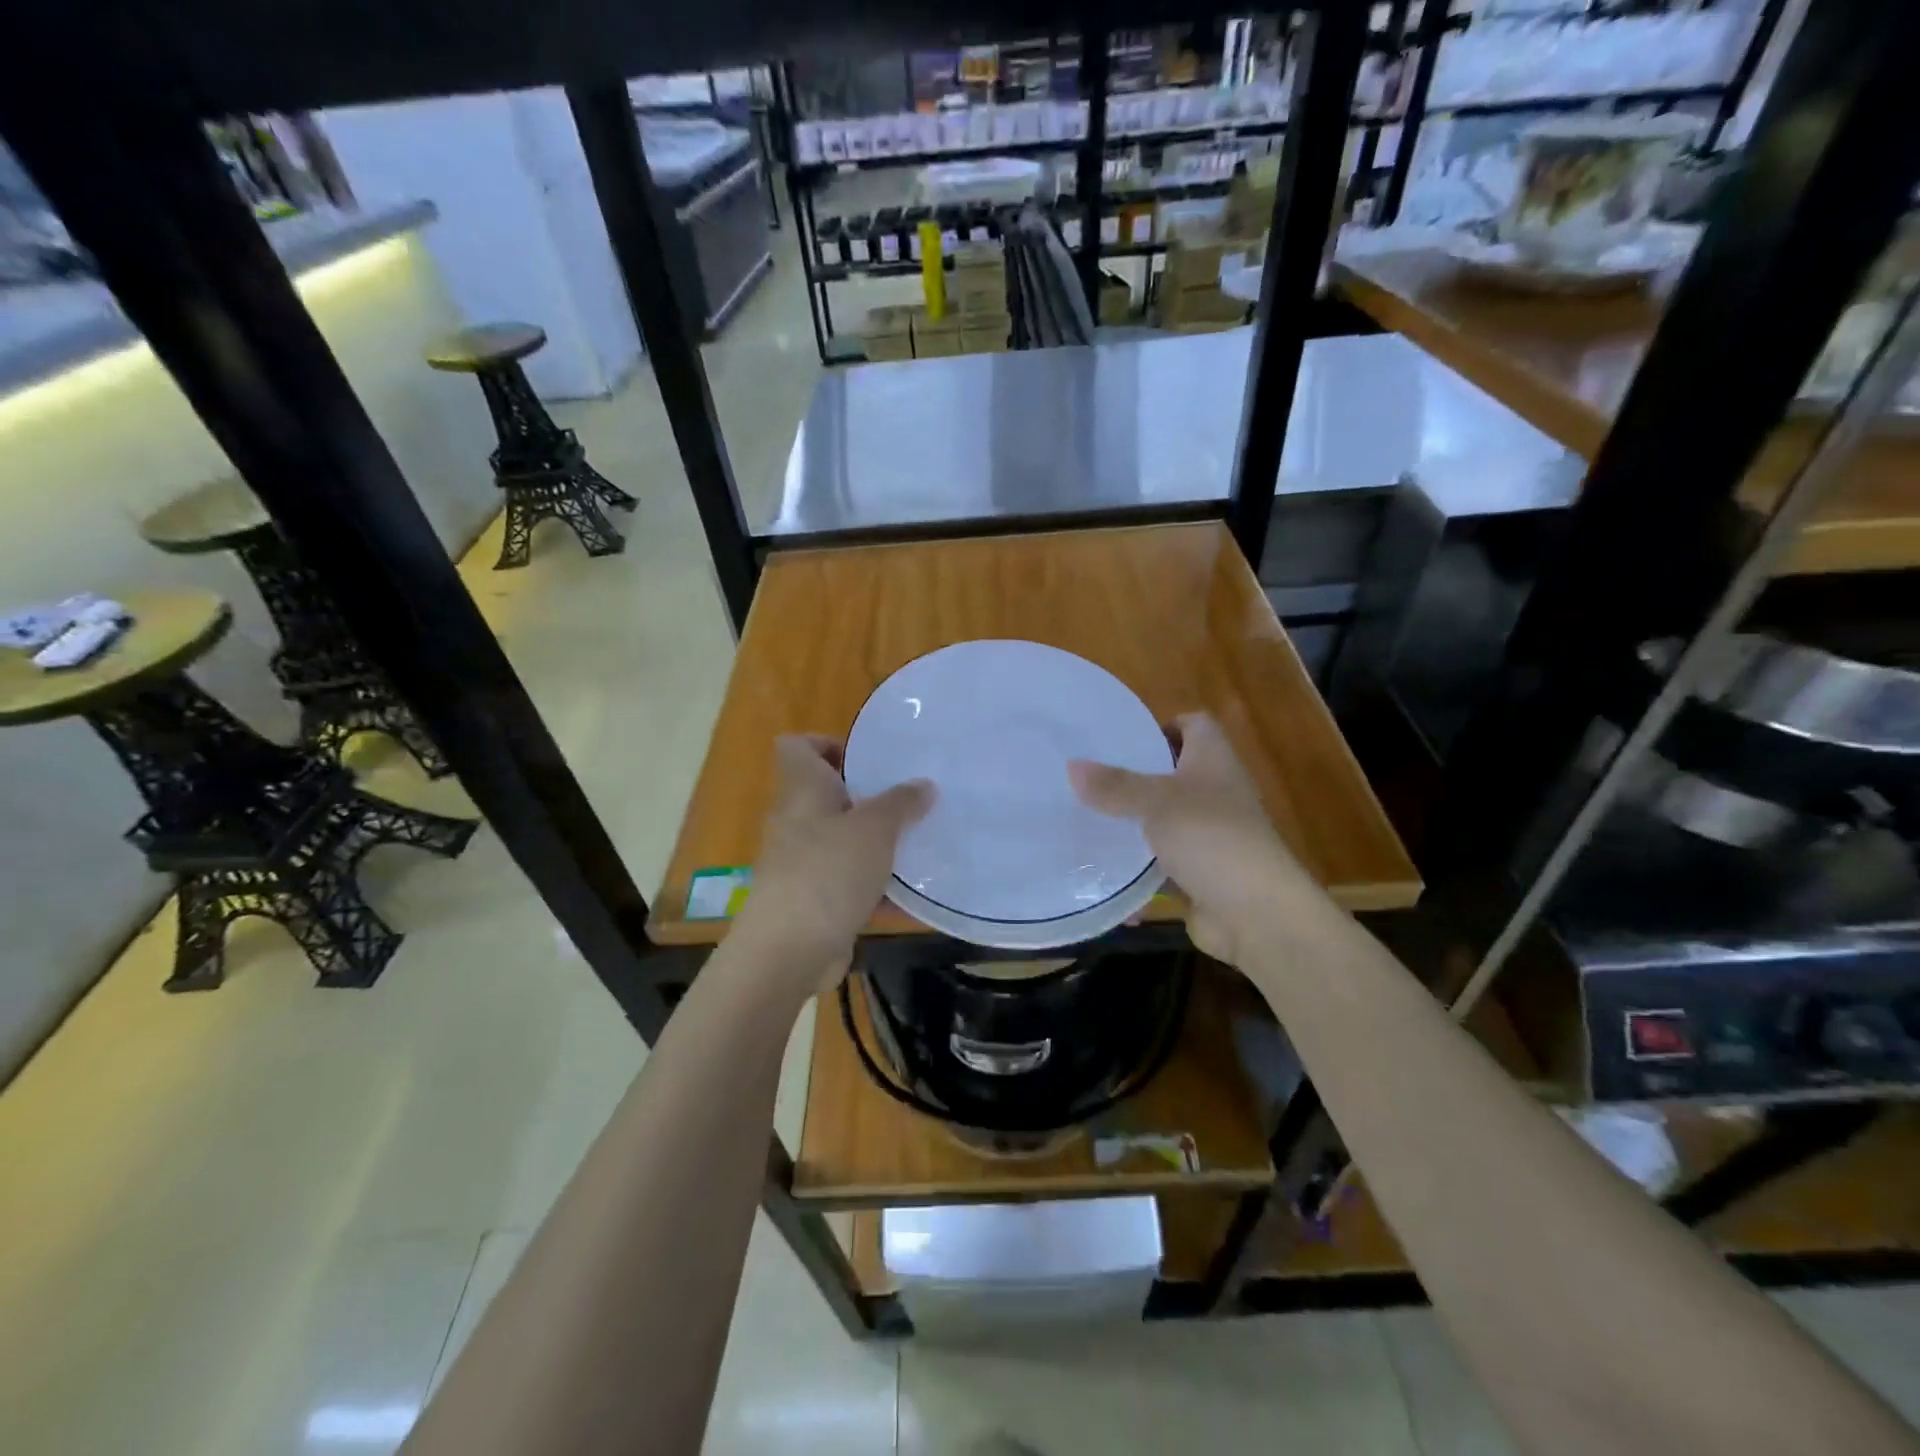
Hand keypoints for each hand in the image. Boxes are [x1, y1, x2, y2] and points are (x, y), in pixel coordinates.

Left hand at [729, 735, 932, 990]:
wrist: (789, 950)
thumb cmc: (828, 871)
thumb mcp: (875, 828)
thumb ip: (901, 803)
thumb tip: (923, 785)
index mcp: (803, 790)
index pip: (798, 746)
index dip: (828, 743)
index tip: (869, 758)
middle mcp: (796, 821)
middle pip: (828, 793)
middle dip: (869, 796)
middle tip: (910, 798)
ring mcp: (801, 862)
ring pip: (842, 839)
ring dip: (876, 842)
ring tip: (919, 841)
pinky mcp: (813, 899)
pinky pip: (848, 881)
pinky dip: (875, 885)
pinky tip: (913, 892)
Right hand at [1069, 713, 1312, 964]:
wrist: (1256, 913)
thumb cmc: (1210, 838)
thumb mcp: (1156, 803)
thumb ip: (1115, 786)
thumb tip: (1073, 766)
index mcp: (1214, 761)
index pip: (1194, 725)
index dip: (1163, 725)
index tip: (1122, 738)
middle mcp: (1216, 793)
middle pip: (1175, 773)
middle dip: (1135, 777)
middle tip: (1091, 779)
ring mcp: (1211, 836)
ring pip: (1166, 821)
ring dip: (1135, 825)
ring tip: (1087, 820)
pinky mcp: (1201, 874)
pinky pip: (1163, 865)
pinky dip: (1139, 870)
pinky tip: (1104, 874)